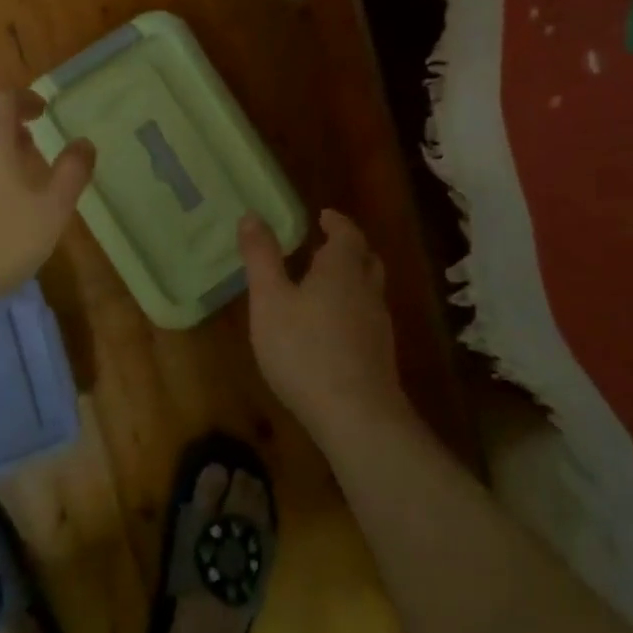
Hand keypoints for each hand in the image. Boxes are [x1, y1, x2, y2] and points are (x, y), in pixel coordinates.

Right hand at [241, 209, 408, 437]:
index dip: (336, 222)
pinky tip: (332, 329)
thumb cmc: (305, 349)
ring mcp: (378, 326)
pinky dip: (352, 310)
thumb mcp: (269, 300)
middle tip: (325, 247)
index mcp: (342, 269)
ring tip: (323, 286)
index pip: (347, 234)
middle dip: (348, 249)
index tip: (323, 217)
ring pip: (369, 290)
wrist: (357, 417)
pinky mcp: (380, 357)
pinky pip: (367, 319)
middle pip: (366, 260)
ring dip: (351, 280)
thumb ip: (261, 257)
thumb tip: (252, 215)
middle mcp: (366, 291)